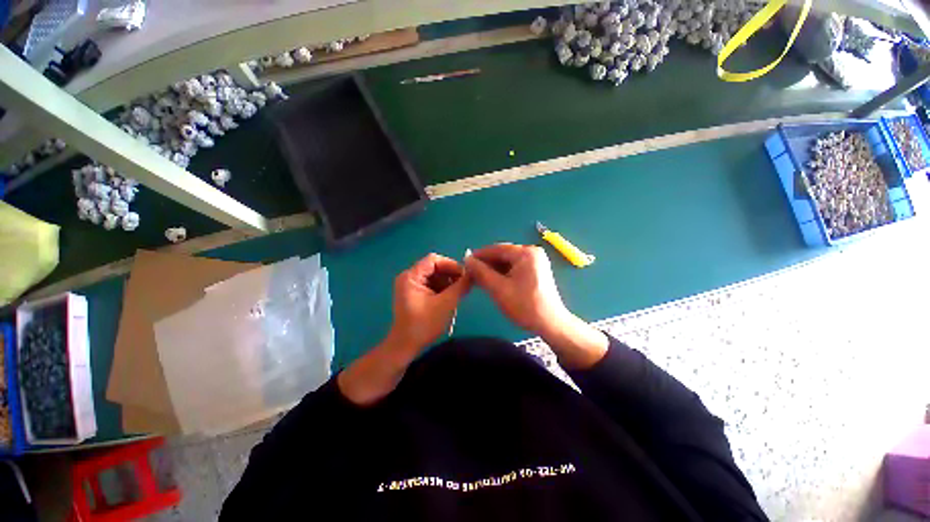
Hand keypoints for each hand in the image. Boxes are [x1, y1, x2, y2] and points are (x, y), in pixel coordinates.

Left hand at [338, 253, 469, 405]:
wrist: (405, 346)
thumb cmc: (424, 324)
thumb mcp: (446, 304)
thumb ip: (460, 286)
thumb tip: (473, 274)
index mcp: (411, 276)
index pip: (433, 260)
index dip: (451, 264)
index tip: (464, 275)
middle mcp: (409, 277)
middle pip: (434, 267)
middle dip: (450, 275)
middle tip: (464, 285)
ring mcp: (411, 285)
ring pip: (434, 276)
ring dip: (448, 282)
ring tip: (459, 293)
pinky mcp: (415, 294)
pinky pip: (432, 285)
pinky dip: (443, 289)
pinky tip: (451, 298)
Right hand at [466, 243, 607, 369]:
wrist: (550, 323)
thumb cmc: (524, 306)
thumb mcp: (498, 288)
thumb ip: (481, 272)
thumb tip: (467, 259)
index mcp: (526, 253)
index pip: (497, 249)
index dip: (479, 256)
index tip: (464, 263)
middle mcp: (532, 252)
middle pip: (503, 254)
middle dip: (486, 264)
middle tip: (471, 273)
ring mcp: (536, 261)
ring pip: (508, 261)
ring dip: (493, 269)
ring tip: (479, 279)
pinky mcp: (536, 270)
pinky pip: (515, 267)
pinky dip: (503, 273)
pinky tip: (493, 281)